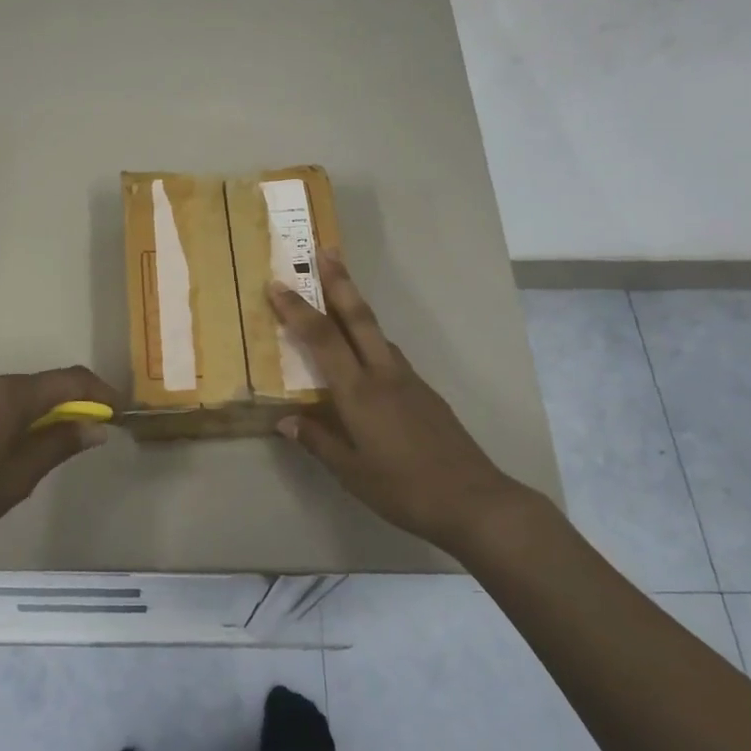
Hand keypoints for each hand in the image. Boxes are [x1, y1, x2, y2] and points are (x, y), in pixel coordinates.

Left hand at [0, 366, 121, 561]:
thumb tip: (96, 426)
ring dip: (47, 410)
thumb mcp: (21, 476)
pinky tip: (22, 443)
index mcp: (11, 394)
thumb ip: (61, 444)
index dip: (100, 392)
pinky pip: (1, 401)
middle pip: (46, 383)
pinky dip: (22, 414)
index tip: (120, 412)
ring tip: (59, 442)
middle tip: (94, 430)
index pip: (70, 379)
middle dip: (75, 402)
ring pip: (23, 392)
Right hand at [267, 252, 532, 554]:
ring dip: (355, 307)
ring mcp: (409, 380)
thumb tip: (285, 420)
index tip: (276, 284)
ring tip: (337, 294)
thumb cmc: (404, 489)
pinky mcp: (425, 392)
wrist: (474, 500)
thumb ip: (318, 441)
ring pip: (377, 333)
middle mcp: (384, 374)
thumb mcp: (351, 472)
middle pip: (358, 317)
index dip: (297, 310)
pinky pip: (389, 354)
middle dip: (340, 281)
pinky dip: (370, 340)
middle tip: (325, 250)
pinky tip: (364, 355)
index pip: (321, 339)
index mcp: (359, 392)